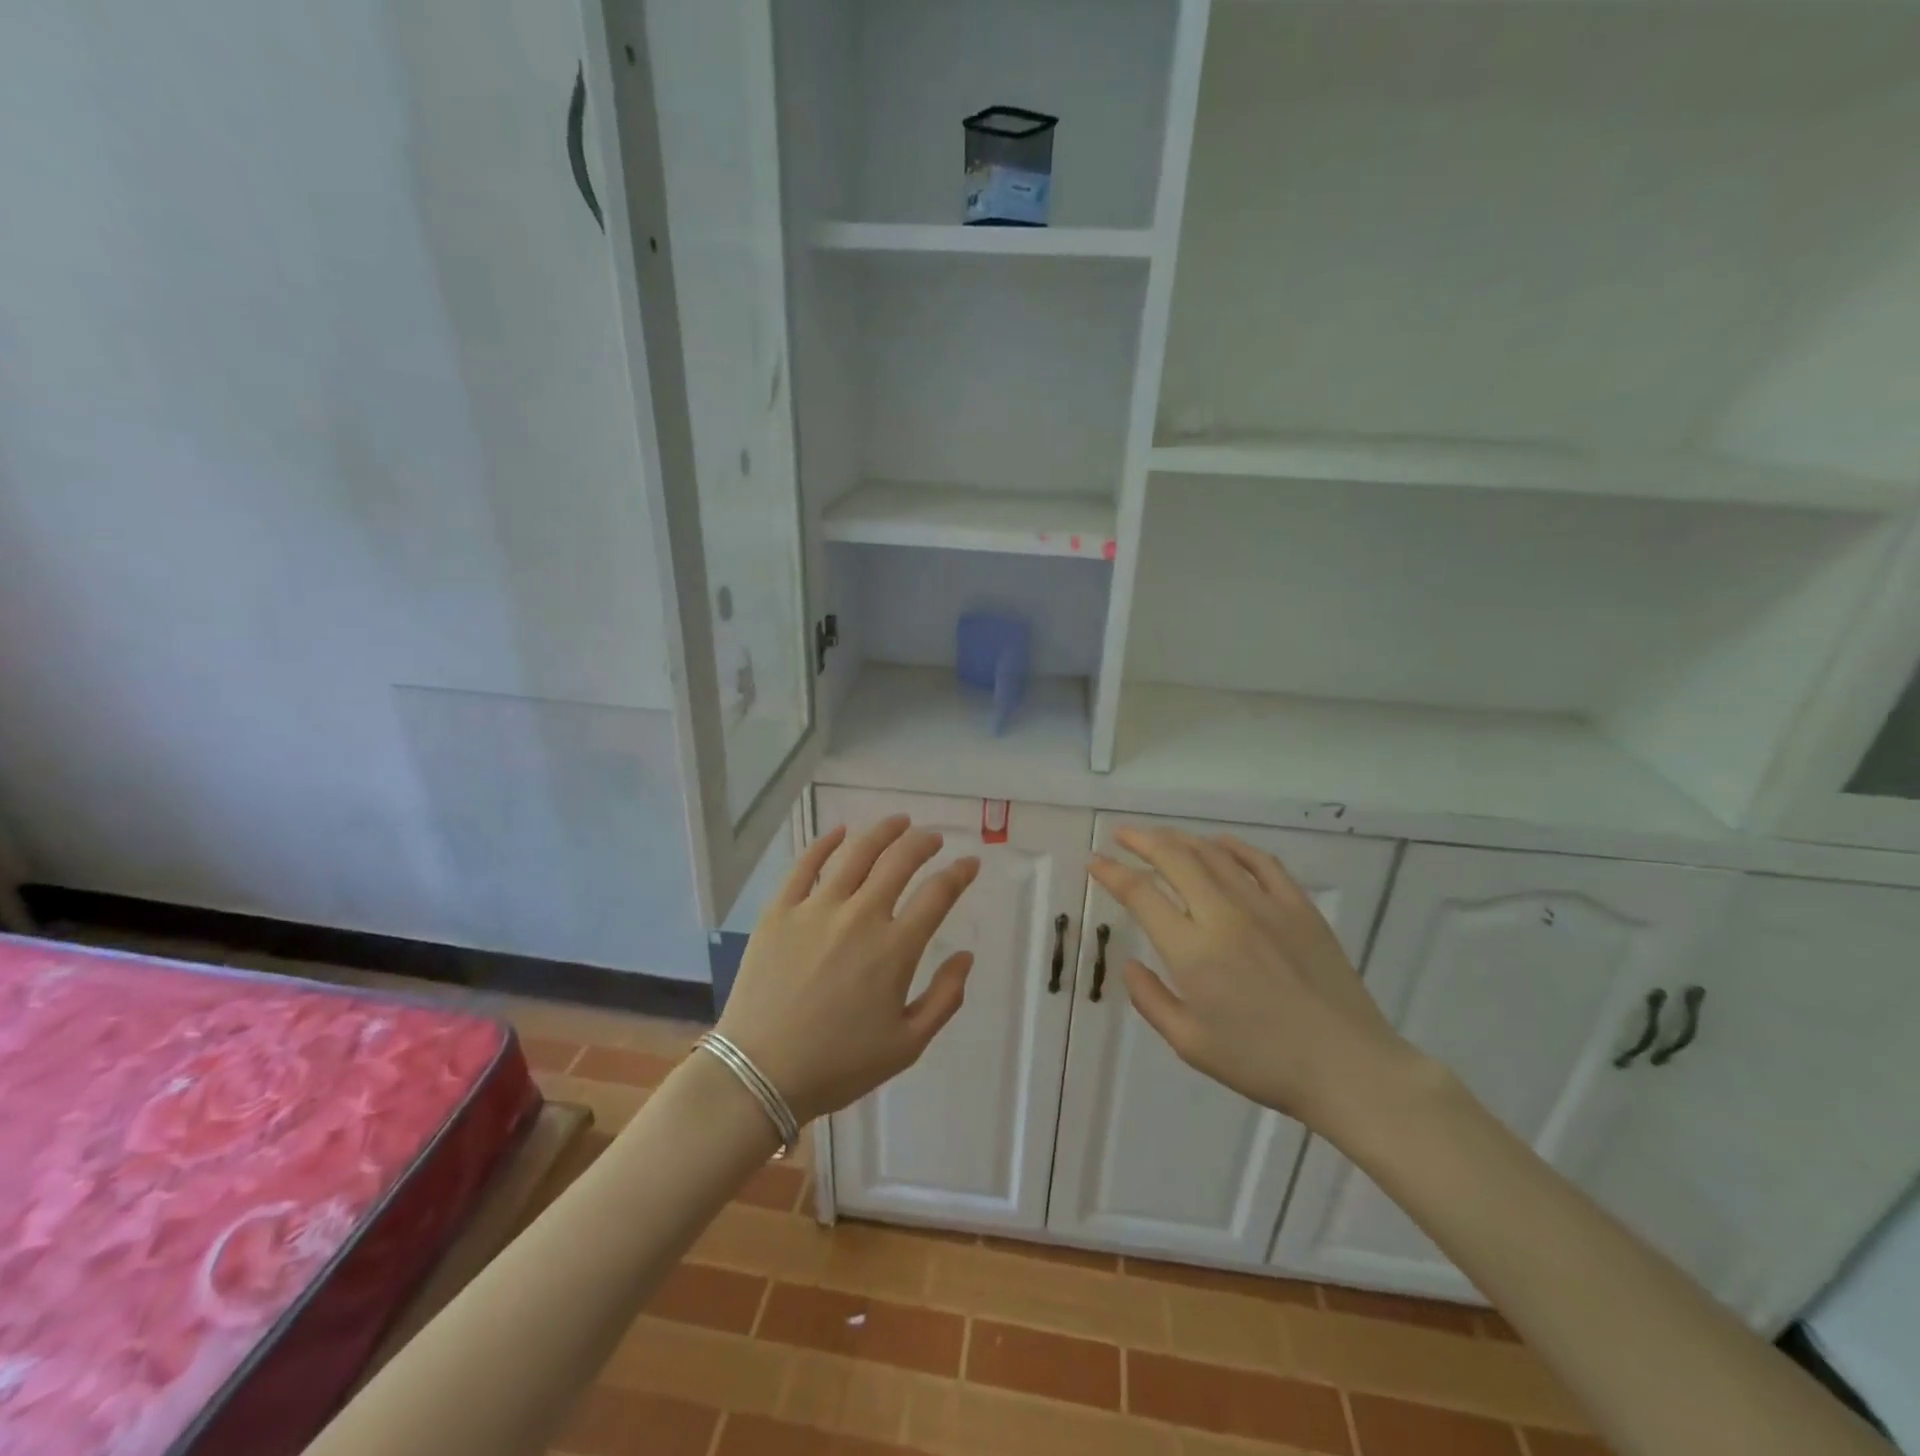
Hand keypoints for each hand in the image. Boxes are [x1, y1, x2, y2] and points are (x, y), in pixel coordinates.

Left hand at [715, 815, 980, 1123]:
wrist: (759, 1074)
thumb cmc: (838, 1065)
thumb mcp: (907, 1046)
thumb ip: (945, 998)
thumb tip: (966, 957)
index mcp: (895, 949)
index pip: (938, 894)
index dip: (959, 873)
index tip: (969, 863)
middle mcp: (860, 916)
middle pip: (900, 861)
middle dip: (924, 843)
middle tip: (933, 838)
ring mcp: (817, 908)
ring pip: (857, 853)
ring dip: (883, 831)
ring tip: (898, 822)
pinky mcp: (780, 910)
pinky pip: (805, 864)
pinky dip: (826, 842)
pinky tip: (840, 831)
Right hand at [1089, 828, 1423, 1136]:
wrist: (1348, 1068)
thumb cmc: (1262, 1063)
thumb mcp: (1191, 1043)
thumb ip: (1151, 1000)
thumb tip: (1130, 965)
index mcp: (1192, 950)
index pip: (1141, 894)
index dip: (1112, 873)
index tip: (1095, 862)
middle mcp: (1223, 915)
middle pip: (1174, 859)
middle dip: (1141, 841)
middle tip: (1121, 834)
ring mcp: (1265, 905)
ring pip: (1213, 854)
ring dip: (1180, 839)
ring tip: (1160, 836)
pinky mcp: (1298, 907)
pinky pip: (1261, 862)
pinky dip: (1234, 847)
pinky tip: (1219, 844)